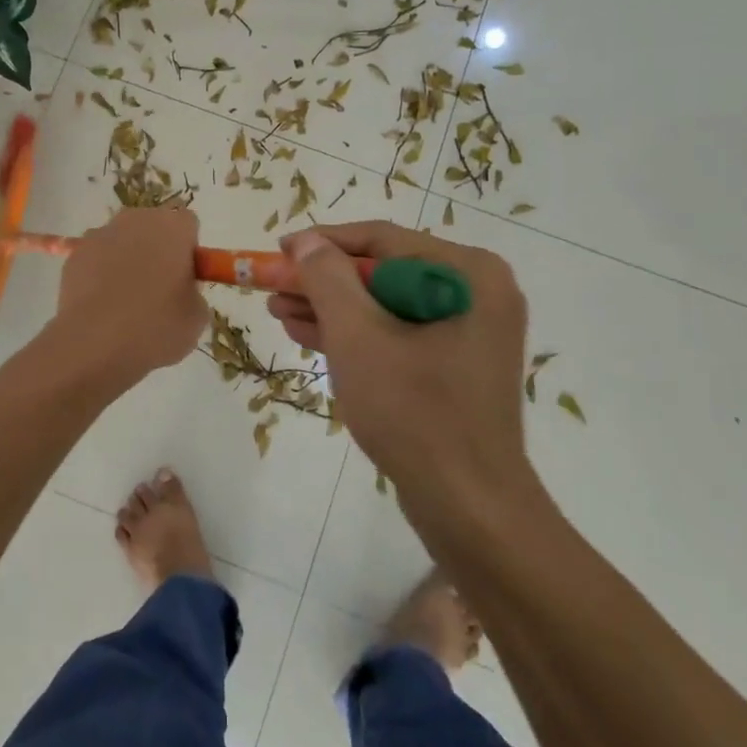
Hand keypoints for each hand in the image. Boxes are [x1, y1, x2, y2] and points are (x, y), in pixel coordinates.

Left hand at [51, 207, 208, 383]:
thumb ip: (192, 292)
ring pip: (121, 241)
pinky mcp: (74, 255)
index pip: (188, 225)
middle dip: (156, 250)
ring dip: (126, 260)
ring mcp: (100, 235)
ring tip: (124, 302)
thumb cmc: (155, 326)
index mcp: (173, 227)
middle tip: (158, 290)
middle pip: (152, 226)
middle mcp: (136, 220)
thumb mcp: (196, 316)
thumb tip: (179, 291)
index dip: (188, 251)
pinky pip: (95, 259)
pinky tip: (101, 306)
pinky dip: (99, 274)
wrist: (94, 343)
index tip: (184, 278)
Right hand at [268, 222, 539, 533]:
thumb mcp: (359, 337)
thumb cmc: (414, 412)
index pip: (382, 239)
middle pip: (382, 271)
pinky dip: (354, 334)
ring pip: (385, 304)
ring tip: (277, 308)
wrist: (468, 507)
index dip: (324, 242)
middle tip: (272, 284)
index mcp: (467, 273)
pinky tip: (305, 332)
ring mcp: (467, 330)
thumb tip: (308, 241)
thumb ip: (328, 279)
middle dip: (323, 281)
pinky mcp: (453, 363)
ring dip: (331, 307)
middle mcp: (475, 292)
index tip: (278, 250)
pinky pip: (396, 333)